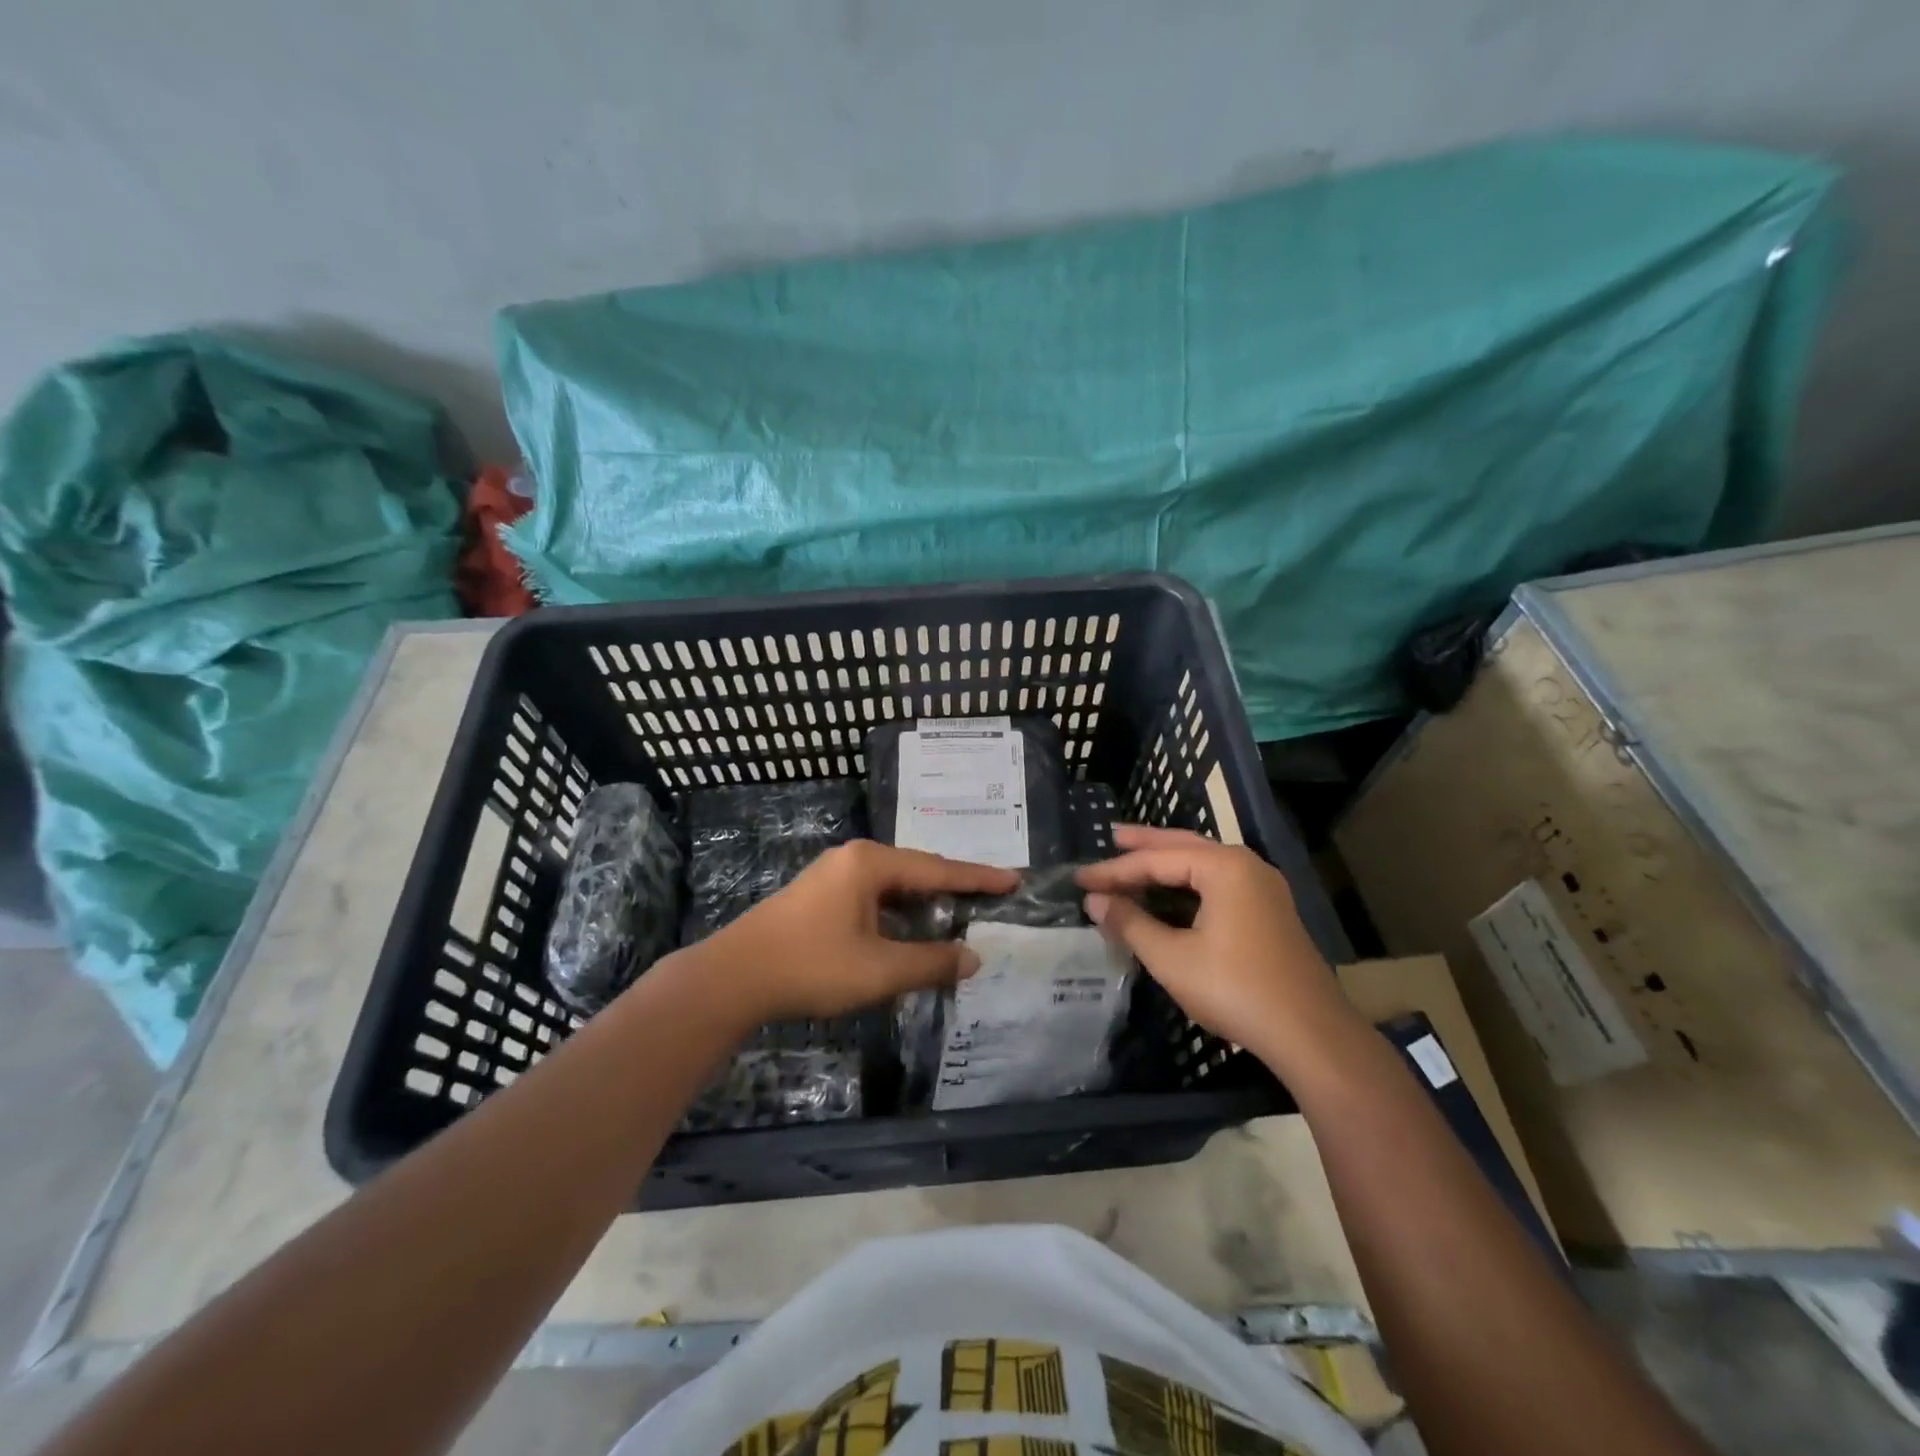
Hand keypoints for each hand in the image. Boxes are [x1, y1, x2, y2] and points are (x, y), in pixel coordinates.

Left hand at [691, 840, 1018, 1023]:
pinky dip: (897, 912)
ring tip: (956, 915)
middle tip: (989, 898)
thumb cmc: (811, 966)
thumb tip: (972, 958)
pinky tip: (908, 930)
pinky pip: (872, 896)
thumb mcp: (879, 969)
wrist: (733, 977)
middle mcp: (853, 859)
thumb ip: (929, 962)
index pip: (938, 868)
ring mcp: (832, 875)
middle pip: (916, 870)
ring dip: (923, 903)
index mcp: (870, 863)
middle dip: (952, 887)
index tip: (1013, 880)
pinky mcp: (818, 896)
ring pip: (892, 885)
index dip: (978, 878)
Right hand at [1076, 825, 1360, 1075]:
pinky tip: (1171, 893)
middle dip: (1145, 845)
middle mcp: (1246, 866)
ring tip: (1134, 858)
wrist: (1311, 1035)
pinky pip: (1218, 883)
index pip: (1157, 860)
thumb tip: (1095, 901)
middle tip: (1110, 838)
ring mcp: (1262, 888)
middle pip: (1184, 846)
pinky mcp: (1268, 911)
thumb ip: (1131, 924)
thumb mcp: (1172, 958)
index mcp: (1224, 867)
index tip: (1079, 879)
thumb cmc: (1236, 990)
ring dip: (1167, 862)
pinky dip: (1188, 882)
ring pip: (1203, 863)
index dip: (1114, 870)